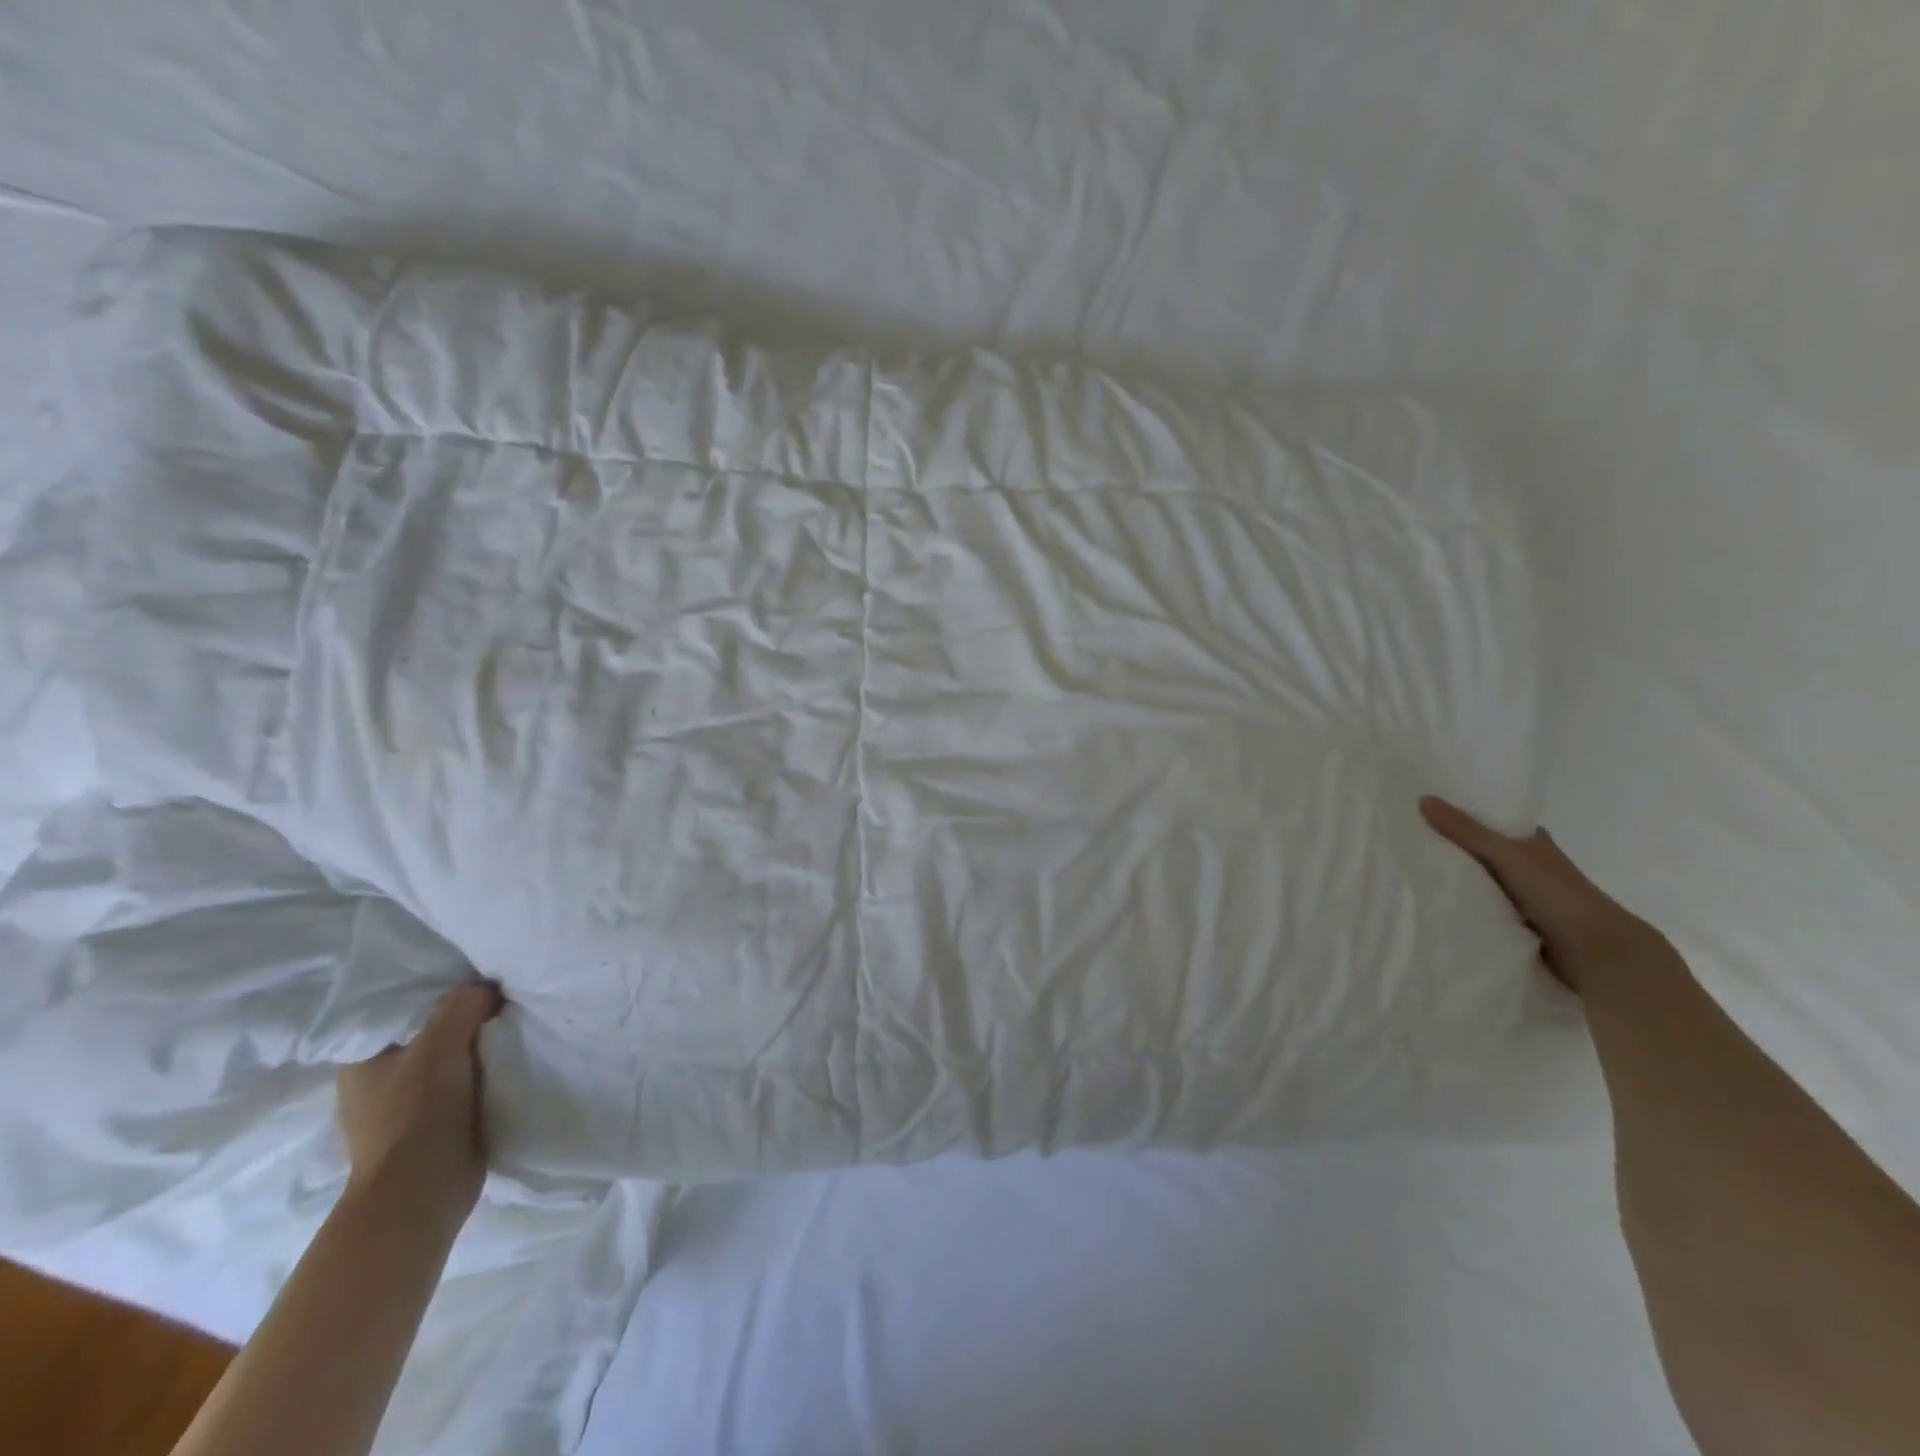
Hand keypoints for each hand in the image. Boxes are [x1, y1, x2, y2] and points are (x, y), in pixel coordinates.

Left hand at [336, 980, 502, 1228]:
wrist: (422, 1191)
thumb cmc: (418, 1113)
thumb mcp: (441, 1044)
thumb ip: (462, 1005)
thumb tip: (486, 989)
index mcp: (361, 1060)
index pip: (402, 1010)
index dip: (439, 994)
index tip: (476, 983)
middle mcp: (375, 1081)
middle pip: (427, 1034)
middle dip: (461, 1021)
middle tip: (499, 1002)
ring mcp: (401, 1108)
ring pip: (445, 1061)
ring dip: (473, 1050)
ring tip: (508, 1030)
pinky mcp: (428, 1128)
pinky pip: (458, 1086)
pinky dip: (478, 1076)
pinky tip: (502, 1064)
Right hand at [1419, 796, 1658, 992]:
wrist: (1595, 952)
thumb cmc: (1556, 893)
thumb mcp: (1506, 855)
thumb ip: (1466, 831)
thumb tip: (1423, 799)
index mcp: (1533, 844)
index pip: (1495, 821)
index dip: (1467, 813)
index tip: (1429, 808)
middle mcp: (1529, 867)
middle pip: (1483, 851)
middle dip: (1453, 846)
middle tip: (1408, 837)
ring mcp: (1524, 897)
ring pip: (1481, 880)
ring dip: (1456, 878)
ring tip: (1411, 869)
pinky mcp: (1517, 924)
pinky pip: (1482, 907)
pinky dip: (1463, 904)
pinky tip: (1434, 902)